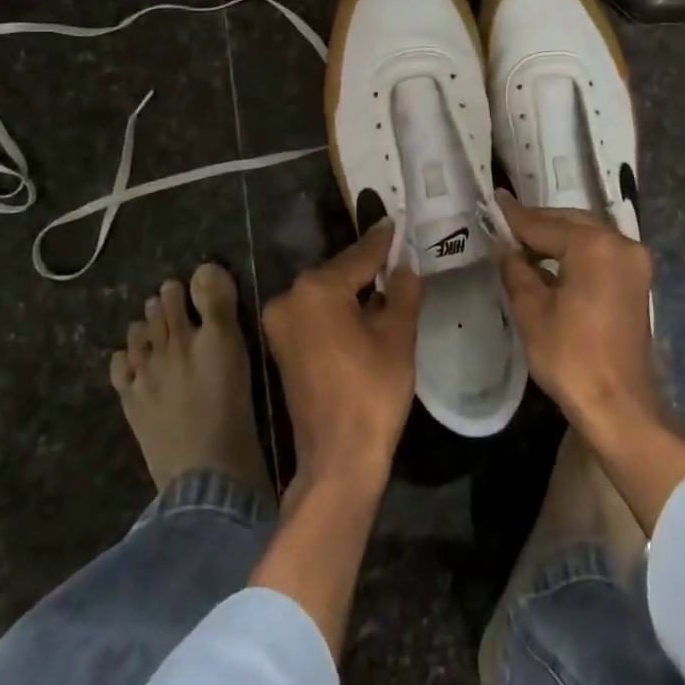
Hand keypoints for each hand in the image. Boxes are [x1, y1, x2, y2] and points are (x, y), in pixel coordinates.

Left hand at [263, 221, 422, 493]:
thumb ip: (403, 291)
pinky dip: (338, 310)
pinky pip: (315, 314)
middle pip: (339, 273)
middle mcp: (290, 298)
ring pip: (326, 294)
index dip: (383, 242)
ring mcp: (280, 324)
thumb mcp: (398, 337)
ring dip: (353, 290)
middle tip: (398, 256)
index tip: (397, 223)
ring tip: (387, 282)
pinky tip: (364, 312)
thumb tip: (404, 266)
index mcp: (317, 289)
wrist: (337, 460)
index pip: (360, 255)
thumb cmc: (372, 394)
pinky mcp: (281, 346)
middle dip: (368, 267)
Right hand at [496, 193, 684, 534]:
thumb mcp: (532, 311)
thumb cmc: (571, 358)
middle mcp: (620, 243)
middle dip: (539, 222)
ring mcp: (634, 261)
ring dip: (558, 235)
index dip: (515, 216)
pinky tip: (552, 259)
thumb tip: (502, 246)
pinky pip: (601, 251)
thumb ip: (516, 269)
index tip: (495, 199)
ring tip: (523, 241)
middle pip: (571, 221)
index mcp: (594, 246)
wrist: (619, 406)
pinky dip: (576, 250)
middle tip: (506, 222)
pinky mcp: (637, 280)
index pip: (545, 224)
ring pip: (588, 233)